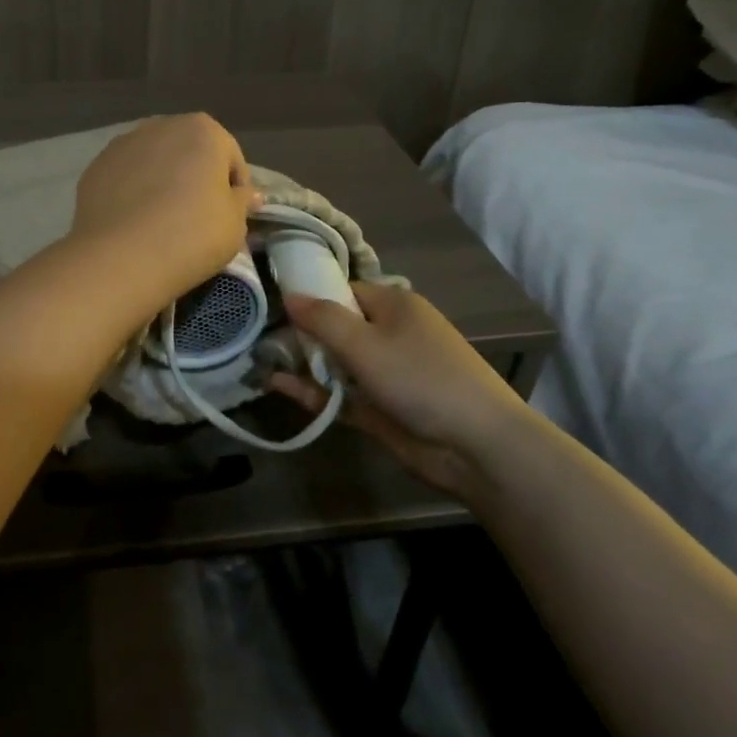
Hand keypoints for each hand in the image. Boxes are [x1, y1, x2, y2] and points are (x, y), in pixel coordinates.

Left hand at [69, 114, 259, 311]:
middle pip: (189, 152)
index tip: (231, 216)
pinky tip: (135, 221)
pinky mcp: (95, 166)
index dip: (235, 188)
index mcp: (203, 130)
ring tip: (163, 219)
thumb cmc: (192, 234)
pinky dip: (133, 191)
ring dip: (163, 180)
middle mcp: (162, 125)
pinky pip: (126, 176)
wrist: (121, 256)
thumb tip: (249, 194)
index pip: (231, 158)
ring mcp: (123, 143)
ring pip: (154, 161)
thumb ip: (243, 201)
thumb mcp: (234, 224)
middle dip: (196, 177)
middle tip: (198, 217)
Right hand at [267, 283, 530, 499]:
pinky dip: (314, 391)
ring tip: (260, 362)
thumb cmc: (421, 378)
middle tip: (259, 337)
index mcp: (393, 305)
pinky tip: (279, 388)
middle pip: (337, 327)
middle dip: (301, 333)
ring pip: (337, 363)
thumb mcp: (365, 342)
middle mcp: (390, 334)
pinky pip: (341, 394)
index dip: (310, 296)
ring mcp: (386, 374)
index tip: (273, 305)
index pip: (343, 290)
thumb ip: (322, 319)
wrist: (477, 446)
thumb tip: (288, 295)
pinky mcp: (381, 409)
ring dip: (304, 364)